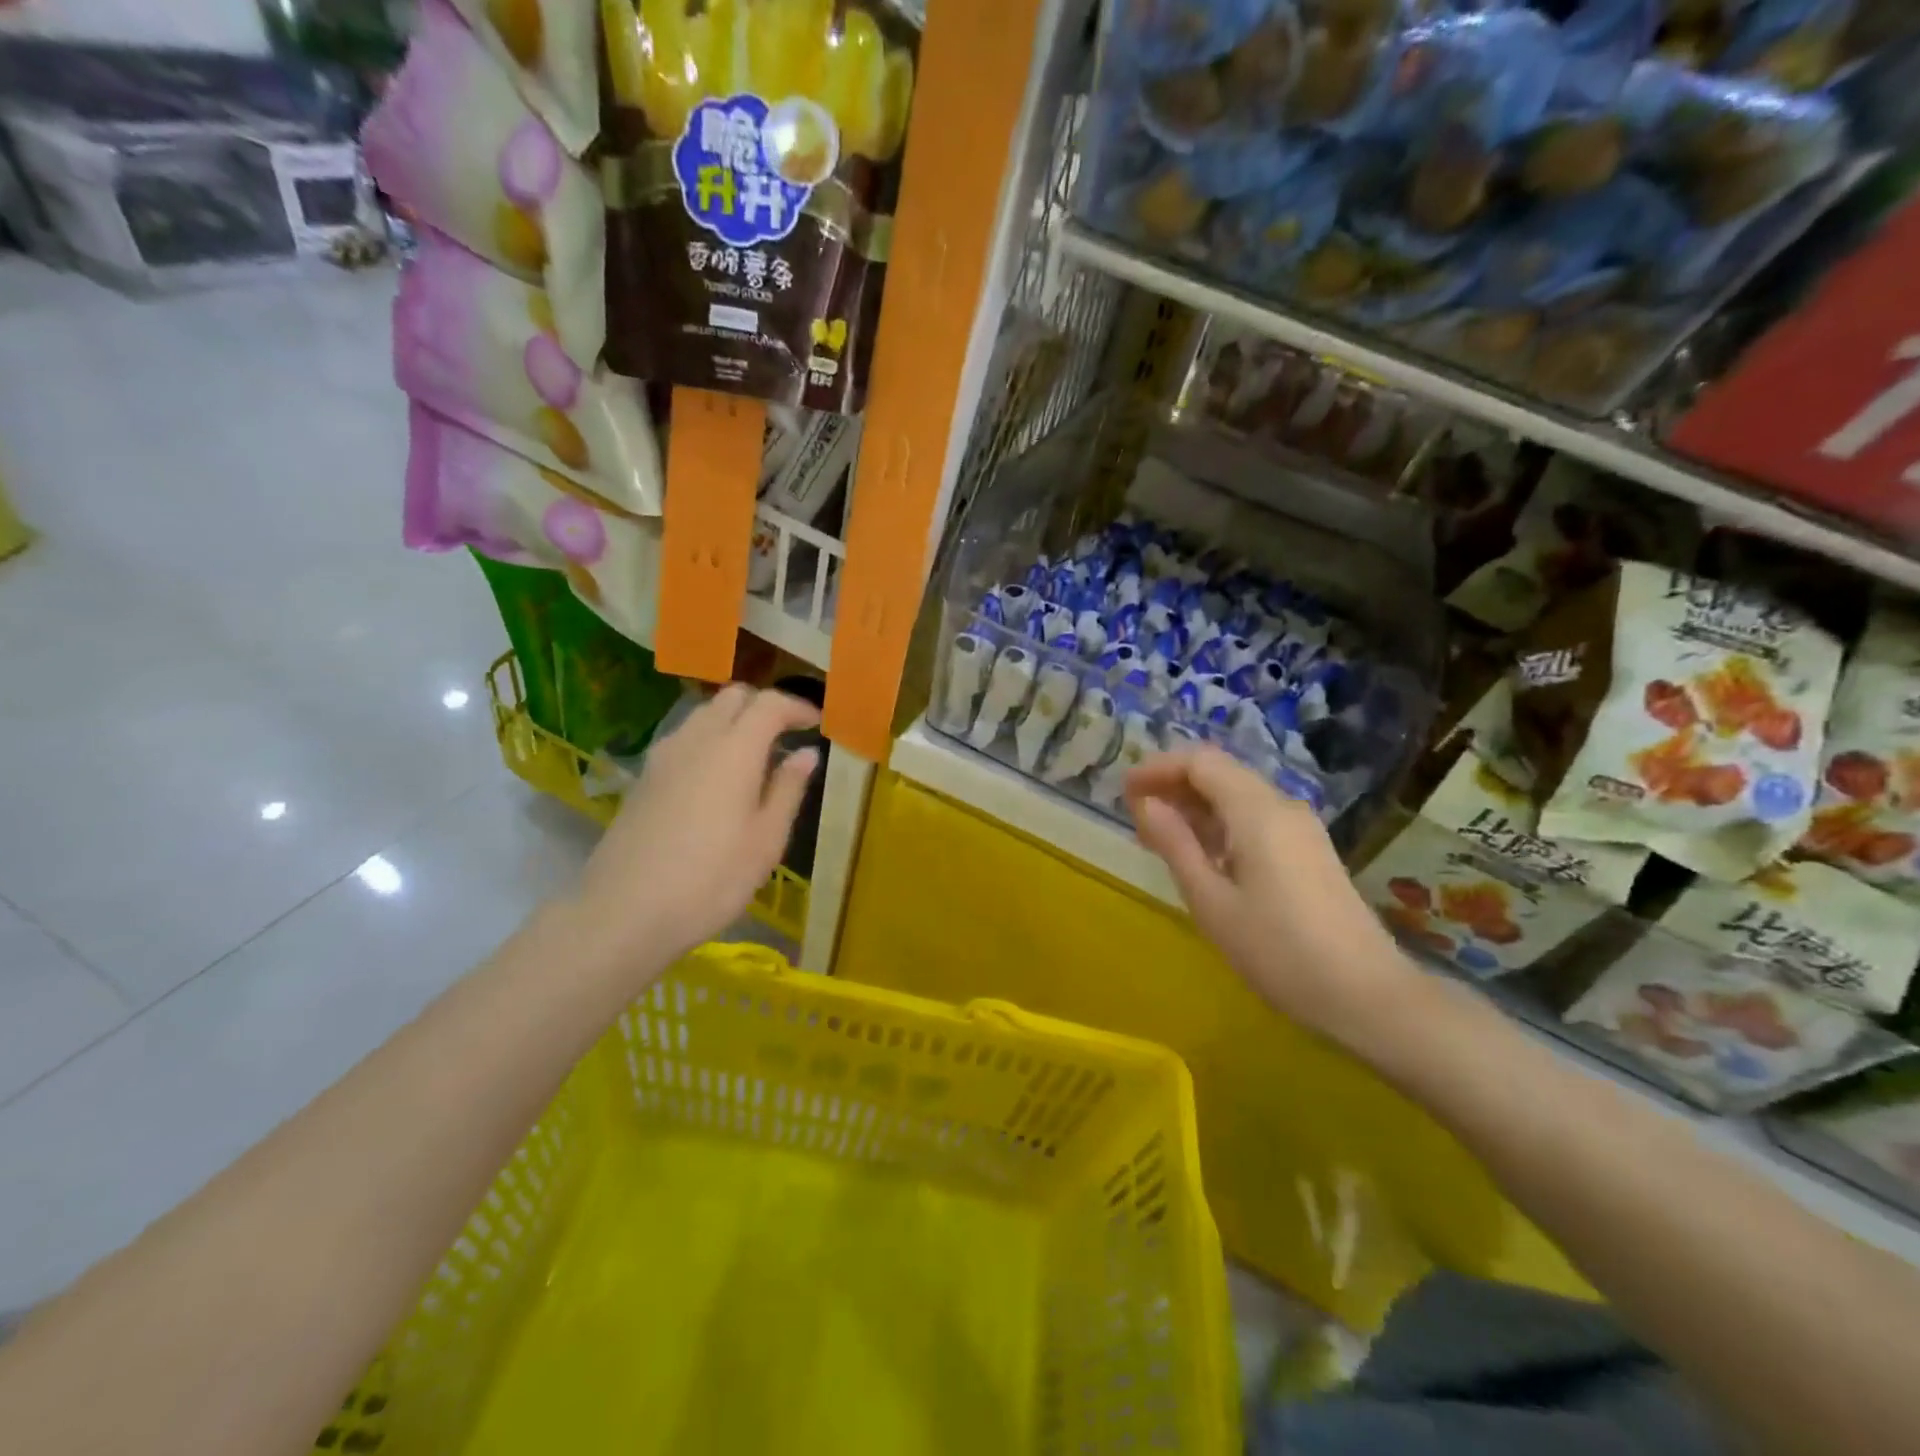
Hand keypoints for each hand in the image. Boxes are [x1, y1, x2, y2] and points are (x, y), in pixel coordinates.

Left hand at [572, 684, 819, 973]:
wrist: (624, 912)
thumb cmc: (711, 879)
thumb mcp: (766, 840)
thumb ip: (788, 789)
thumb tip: (807, 753)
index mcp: (735, 749)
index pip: (769, 703)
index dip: (797, 707)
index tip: (817, 723)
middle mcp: (697, 739)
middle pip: (732, 697)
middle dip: (763, 706)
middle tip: (787, 734)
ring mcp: (664, 756)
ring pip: (704, 714)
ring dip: (734, 720)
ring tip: (756, 755)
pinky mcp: (644, 777)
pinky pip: (684, 738)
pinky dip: (709, 739)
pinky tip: (718, 777)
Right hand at [1125, 747, 1419, 1050]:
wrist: (1367, 996)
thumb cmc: (1278, 951)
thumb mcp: (1211, 901)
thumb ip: (1175, 844)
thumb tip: (1146, 803)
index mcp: (1257, 811)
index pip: (1200, 761)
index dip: (1158, 768)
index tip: (1124, 791)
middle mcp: (1282, 806)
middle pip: (1220, 773)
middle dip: (1174, 785)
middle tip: (1135, 815)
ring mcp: (1301, 828)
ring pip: (1238, 795)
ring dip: (1196, 806)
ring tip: (1158, 837)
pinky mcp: (1309, 851)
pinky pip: (1255, 818)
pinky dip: (1221, 825)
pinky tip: (1201, 855)